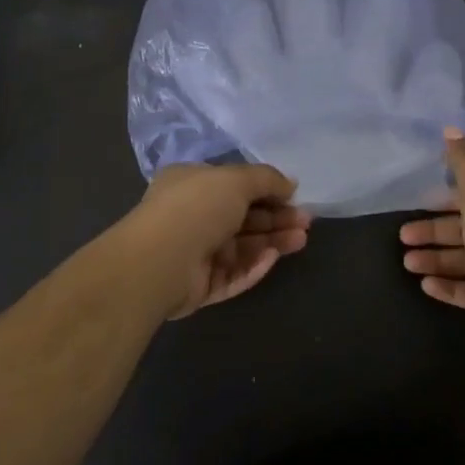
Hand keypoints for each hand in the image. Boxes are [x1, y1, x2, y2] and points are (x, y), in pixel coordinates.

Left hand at [119, 163, 311, 318]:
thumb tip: (290, 184)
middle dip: (276, 218)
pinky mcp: (199, 285)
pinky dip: (253, 266)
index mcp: (192, 184)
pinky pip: (232, 274)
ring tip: (301, 239)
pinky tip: (273, 258)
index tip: (295, 196)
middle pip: (242, 217)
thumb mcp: (236, 179)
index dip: (267, 191)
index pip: (235, 186)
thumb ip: (267, 179)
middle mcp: (192, 216)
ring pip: (241, 247)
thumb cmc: (197, 207)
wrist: (159, 261)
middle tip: (306, 221)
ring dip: (272, 241)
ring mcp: (194, 252)